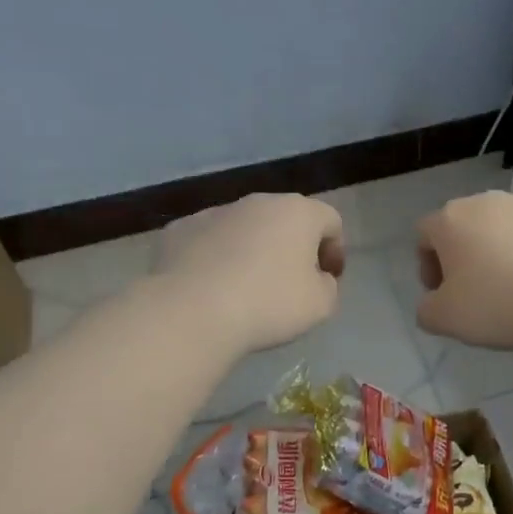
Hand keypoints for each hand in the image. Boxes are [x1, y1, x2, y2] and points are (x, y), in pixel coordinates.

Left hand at [154, 193, 344, 353]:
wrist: (191, 312)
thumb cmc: (268, 304)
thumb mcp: (320, 305)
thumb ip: (327, 286)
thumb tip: (316, 278)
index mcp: (297, 212)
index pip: (329, 220)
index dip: (334, 249)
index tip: (328, 278)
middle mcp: (257, 202)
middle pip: (284, 218)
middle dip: (291, 246)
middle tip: (290, 282)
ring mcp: (213, 213)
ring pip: (243, 227)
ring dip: (251, 249)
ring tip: (244, 287)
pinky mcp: (178, 229)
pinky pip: (206, 241)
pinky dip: (214, 258)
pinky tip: (209, 287)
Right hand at [415, 192, 512, 349]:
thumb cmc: (497, 302)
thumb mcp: (445, 319)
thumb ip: (427, 310)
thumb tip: (433, 304)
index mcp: (452, 220)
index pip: (425, 234)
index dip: (427, 264)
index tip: (443, 293)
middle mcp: (488, 202)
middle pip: (466, 226)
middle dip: (466, 255)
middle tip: (477, 292)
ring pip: (507, 228)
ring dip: (505, 252)